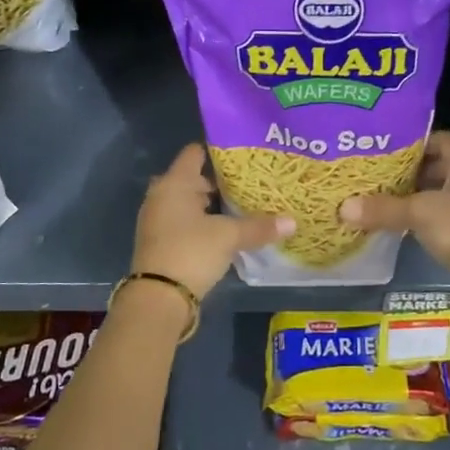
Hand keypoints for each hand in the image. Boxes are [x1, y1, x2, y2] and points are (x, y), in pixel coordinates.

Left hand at [131, 145, 293, 299]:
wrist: (158, 298)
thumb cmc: (191, 252)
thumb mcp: (229, 237)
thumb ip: (258, 227)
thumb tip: (292, 221)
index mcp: (174, 183)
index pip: (195, 153)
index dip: (218, 151)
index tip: (243, 155)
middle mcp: (161, 195)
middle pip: (191, 179)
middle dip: (218, 181)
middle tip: (248, 182)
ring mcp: (157, 220)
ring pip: (187, 202)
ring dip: (209, 205)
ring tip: (241, 206)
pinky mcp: (159, 242)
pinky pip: (183, 222)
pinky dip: (201, 223)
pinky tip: (223, 231)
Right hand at [338, 130, 449, 279]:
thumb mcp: (418, 213)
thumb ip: (383, 208)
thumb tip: (343, 207)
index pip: (440, 139)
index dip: (415, 140)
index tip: (388, 147)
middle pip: (439, 165)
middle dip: (410, 169)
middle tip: (380, 172)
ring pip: (440, 190)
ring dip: (416, 193)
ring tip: (383, 195)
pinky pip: (443, 212)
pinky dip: (423, 213)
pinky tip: (401, 220)